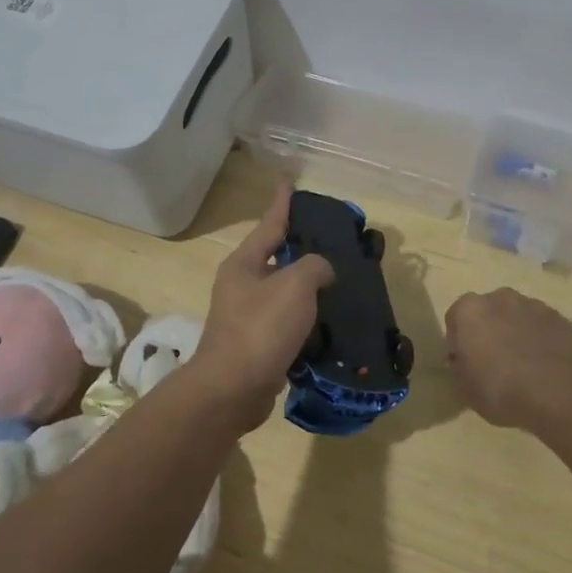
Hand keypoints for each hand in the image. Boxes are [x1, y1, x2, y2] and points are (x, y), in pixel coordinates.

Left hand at [192, 179, 334, 432]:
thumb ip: (314, 266)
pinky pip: (287, 323)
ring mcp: (247, 316)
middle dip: (301, 248)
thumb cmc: (261, 329)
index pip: (269, 224)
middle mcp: (241, 285)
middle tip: (331, 241)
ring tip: (339, 283)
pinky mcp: (257, 345)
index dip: (282, 203)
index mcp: (244, 263)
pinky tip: (329, 323)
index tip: (288, 182)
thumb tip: (321, 271)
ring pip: (284, 292)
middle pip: (276, 257)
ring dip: (308, 288)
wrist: (232, 390)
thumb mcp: (295, 285)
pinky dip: (307, 320)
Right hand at [445, 288, 571, 430]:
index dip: (459, 342)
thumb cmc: (501, 390)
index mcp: (469, 310)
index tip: (466, 364)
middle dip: (488, 331)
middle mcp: (499, 297)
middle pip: (487, 312)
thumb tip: (463, 360)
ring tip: (522, 365)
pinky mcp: (559, 317)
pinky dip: (538, 338)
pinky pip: (540, 326)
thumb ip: (459, 367)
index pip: (455, 319)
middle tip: (493, 362)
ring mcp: (532, 304)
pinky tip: (543, 365)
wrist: (559, 394)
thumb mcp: (465, 388)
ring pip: (515, 316)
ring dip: (514, 332)